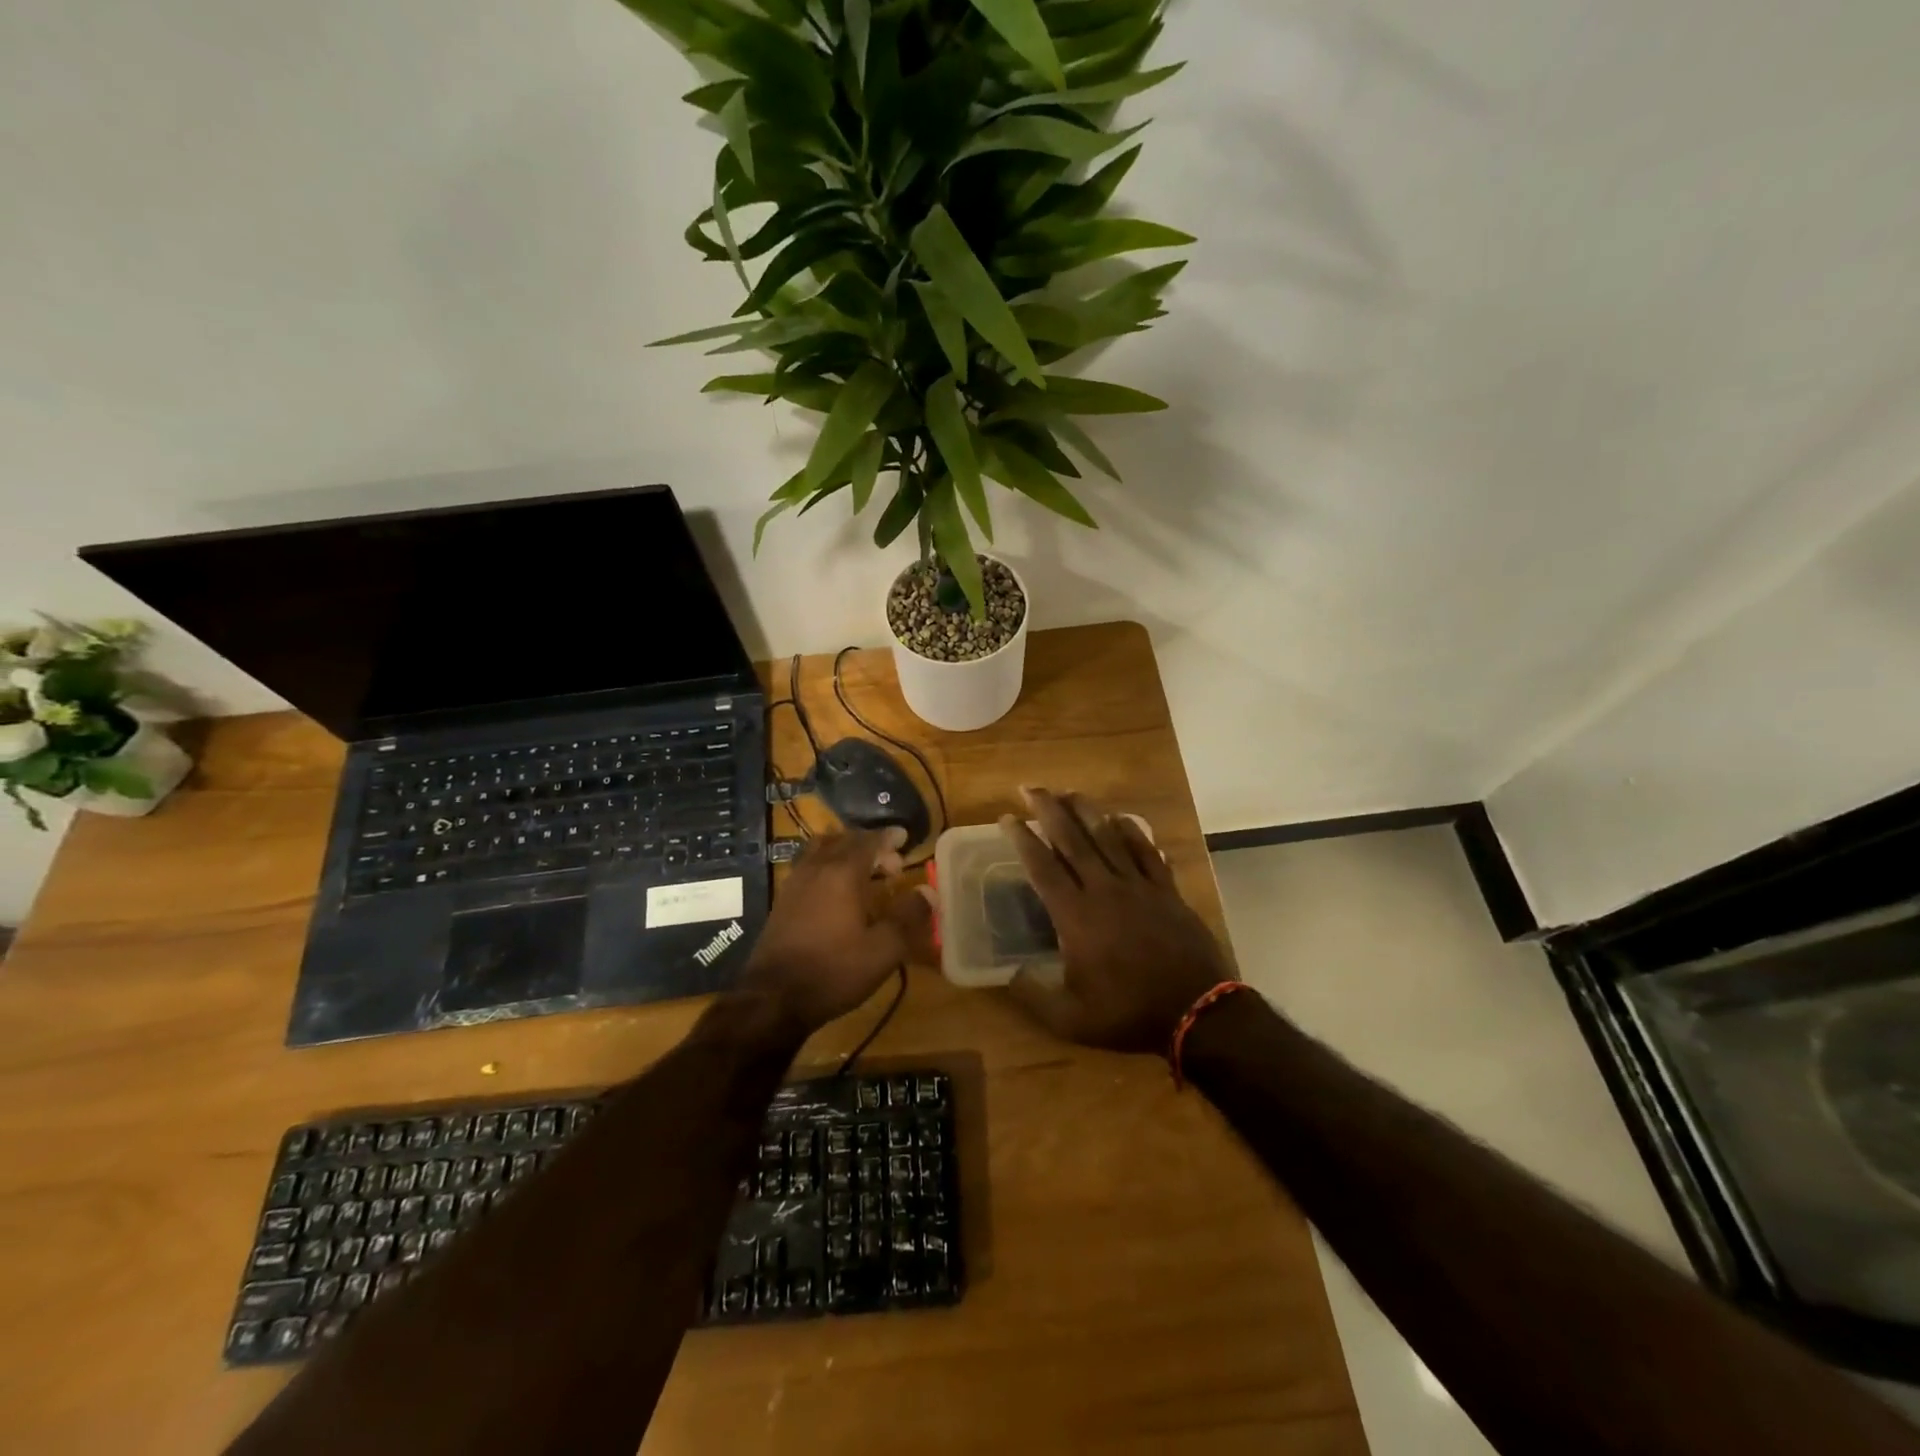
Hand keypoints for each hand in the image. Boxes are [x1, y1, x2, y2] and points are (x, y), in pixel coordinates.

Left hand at [739, 827, 933, 1035]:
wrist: (773, 998)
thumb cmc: (834, 971)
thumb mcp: (883, 950)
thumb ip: (907, 917)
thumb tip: (928, 892)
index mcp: (843, 873)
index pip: (869, 841)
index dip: (888, 837)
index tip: (904, 837)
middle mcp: (817, 869)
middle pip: (844, 841)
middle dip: (870, 845)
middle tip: (891, 863)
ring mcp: (794, 883)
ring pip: (821, 851)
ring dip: (844, 852)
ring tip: (863, 870)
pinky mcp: (782, 901)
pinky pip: (808, 867)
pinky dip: (826, 867)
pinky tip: (835, 892)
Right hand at [1001, 788, 1230, 1053]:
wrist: (1197, 1012)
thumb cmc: (1129, 1014)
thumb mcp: (1070, 1020)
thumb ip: (1033, 996)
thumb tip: (1009, 975)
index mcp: (1075, 916)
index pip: (1042, 866)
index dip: (1021, 839)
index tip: (1006, 817)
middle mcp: (1103, 889)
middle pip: (1071, 839)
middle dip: (1048, 810)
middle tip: (1030, 787)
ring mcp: (1138, 886)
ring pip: (1107, 837)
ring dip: (1086, 811)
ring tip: (1069, 792)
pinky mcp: (1166, 890)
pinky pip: (1146, 851)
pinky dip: (1132, 831)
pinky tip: (1121, 818)